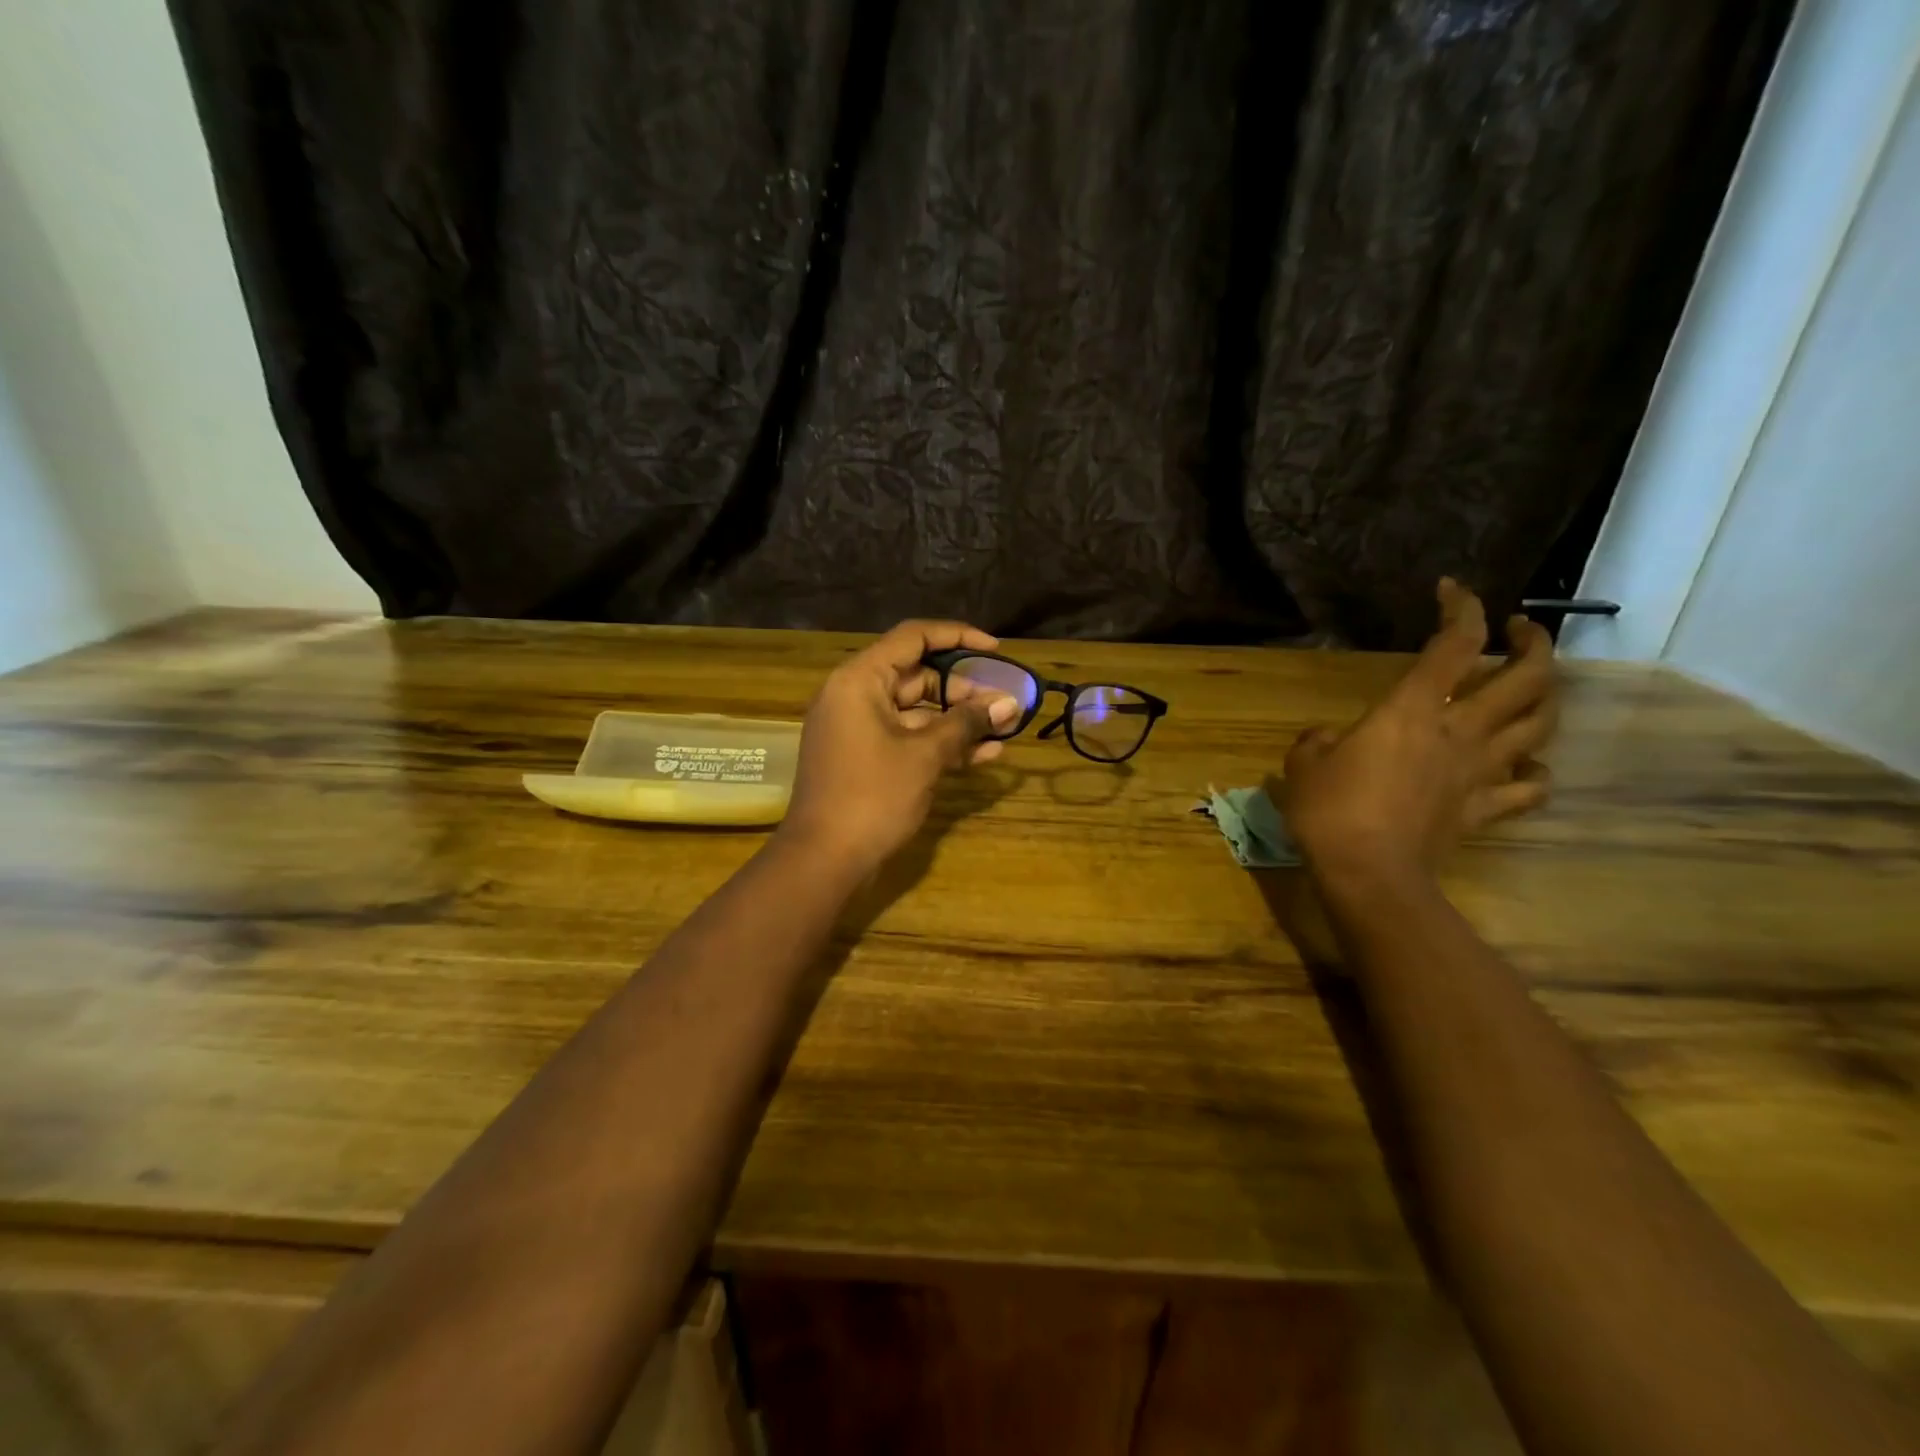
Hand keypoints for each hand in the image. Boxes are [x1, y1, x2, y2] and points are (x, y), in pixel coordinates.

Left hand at [777, 620, 1018, 877]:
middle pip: (916, 675)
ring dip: (957, 720)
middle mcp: (855, 696)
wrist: (824, 860)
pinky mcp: (865, 758)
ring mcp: (858, 729)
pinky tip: (983, 756)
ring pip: (916, 711)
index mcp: (859, 680)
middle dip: (963, 689)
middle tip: (1003, 705)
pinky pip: (907, 738)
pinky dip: (939, 744)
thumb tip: (1008, 704)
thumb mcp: (925, 756)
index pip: (913, 638)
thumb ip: (966, 723)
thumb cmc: (873, 797)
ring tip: (1003, 730)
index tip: (996, 650)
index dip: (958, 637)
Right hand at [1282, 579, 1557, 884]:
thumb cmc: (1330, 810)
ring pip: (1540, 725)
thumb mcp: (1303, 765)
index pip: (1453, 643)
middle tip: (1518, 630)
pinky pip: (1530, 788)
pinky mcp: (1484, 808)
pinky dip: (1535, 772)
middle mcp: (1459, 731)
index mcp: (1412, 710)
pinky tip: (1526, 766)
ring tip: (1531, 688)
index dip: (1461, 607)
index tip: (1452, 590)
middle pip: (1527, 677)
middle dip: (1533, 643)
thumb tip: (1327, 737)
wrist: (1369, 873)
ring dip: (1545, 698)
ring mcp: (1480, 771)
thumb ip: (1316, 741)